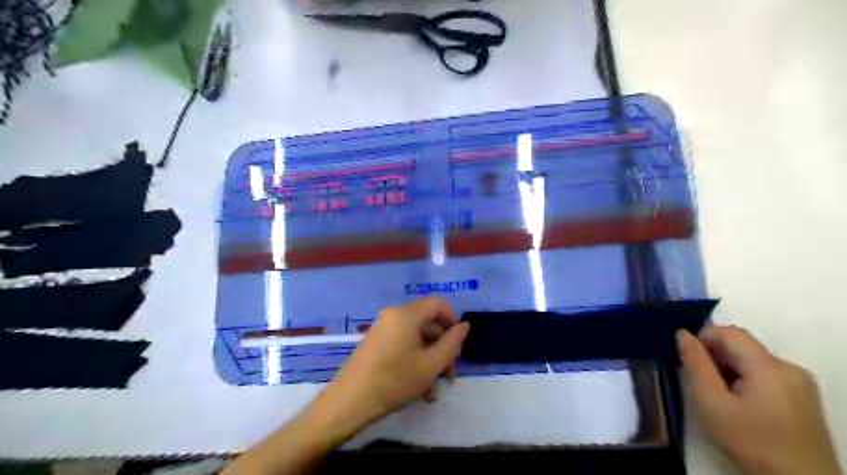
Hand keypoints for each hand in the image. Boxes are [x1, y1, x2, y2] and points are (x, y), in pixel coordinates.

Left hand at [310, 296, 468, 437]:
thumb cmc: (394, 381)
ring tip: (433, 391)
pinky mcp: (376, 342)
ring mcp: (383, 328)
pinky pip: (403, 345)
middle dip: (442, 348)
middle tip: (449, 375)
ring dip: (429, 360)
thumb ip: (452, 343)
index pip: (438, 304)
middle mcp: (393, 315)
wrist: (349, 402)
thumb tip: (464, 325)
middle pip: (428, 323)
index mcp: (406, 314)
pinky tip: (420, 389)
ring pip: (416, 338)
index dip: (453, 321)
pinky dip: (414, 361)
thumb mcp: (430, 365)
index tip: (458, 347)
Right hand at [680, 329, 835, 474]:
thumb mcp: (711, 402)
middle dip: (715, 356)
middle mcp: (790, 367)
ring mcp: (801, 384)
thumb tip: (683, 334)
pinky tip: (738, 404)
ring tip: (717, 395)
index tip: (687, 360)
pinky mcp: (804, 398)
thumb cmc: (750, 441)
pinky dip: (745, 380)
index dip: (702, 339)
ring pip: (752, 361)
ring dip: (729, 369)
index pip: (729, 332)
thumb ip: (695, 364)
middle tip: (698, 380)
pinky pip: (766, 375)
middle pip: (742, 346)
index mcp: (769, 366)